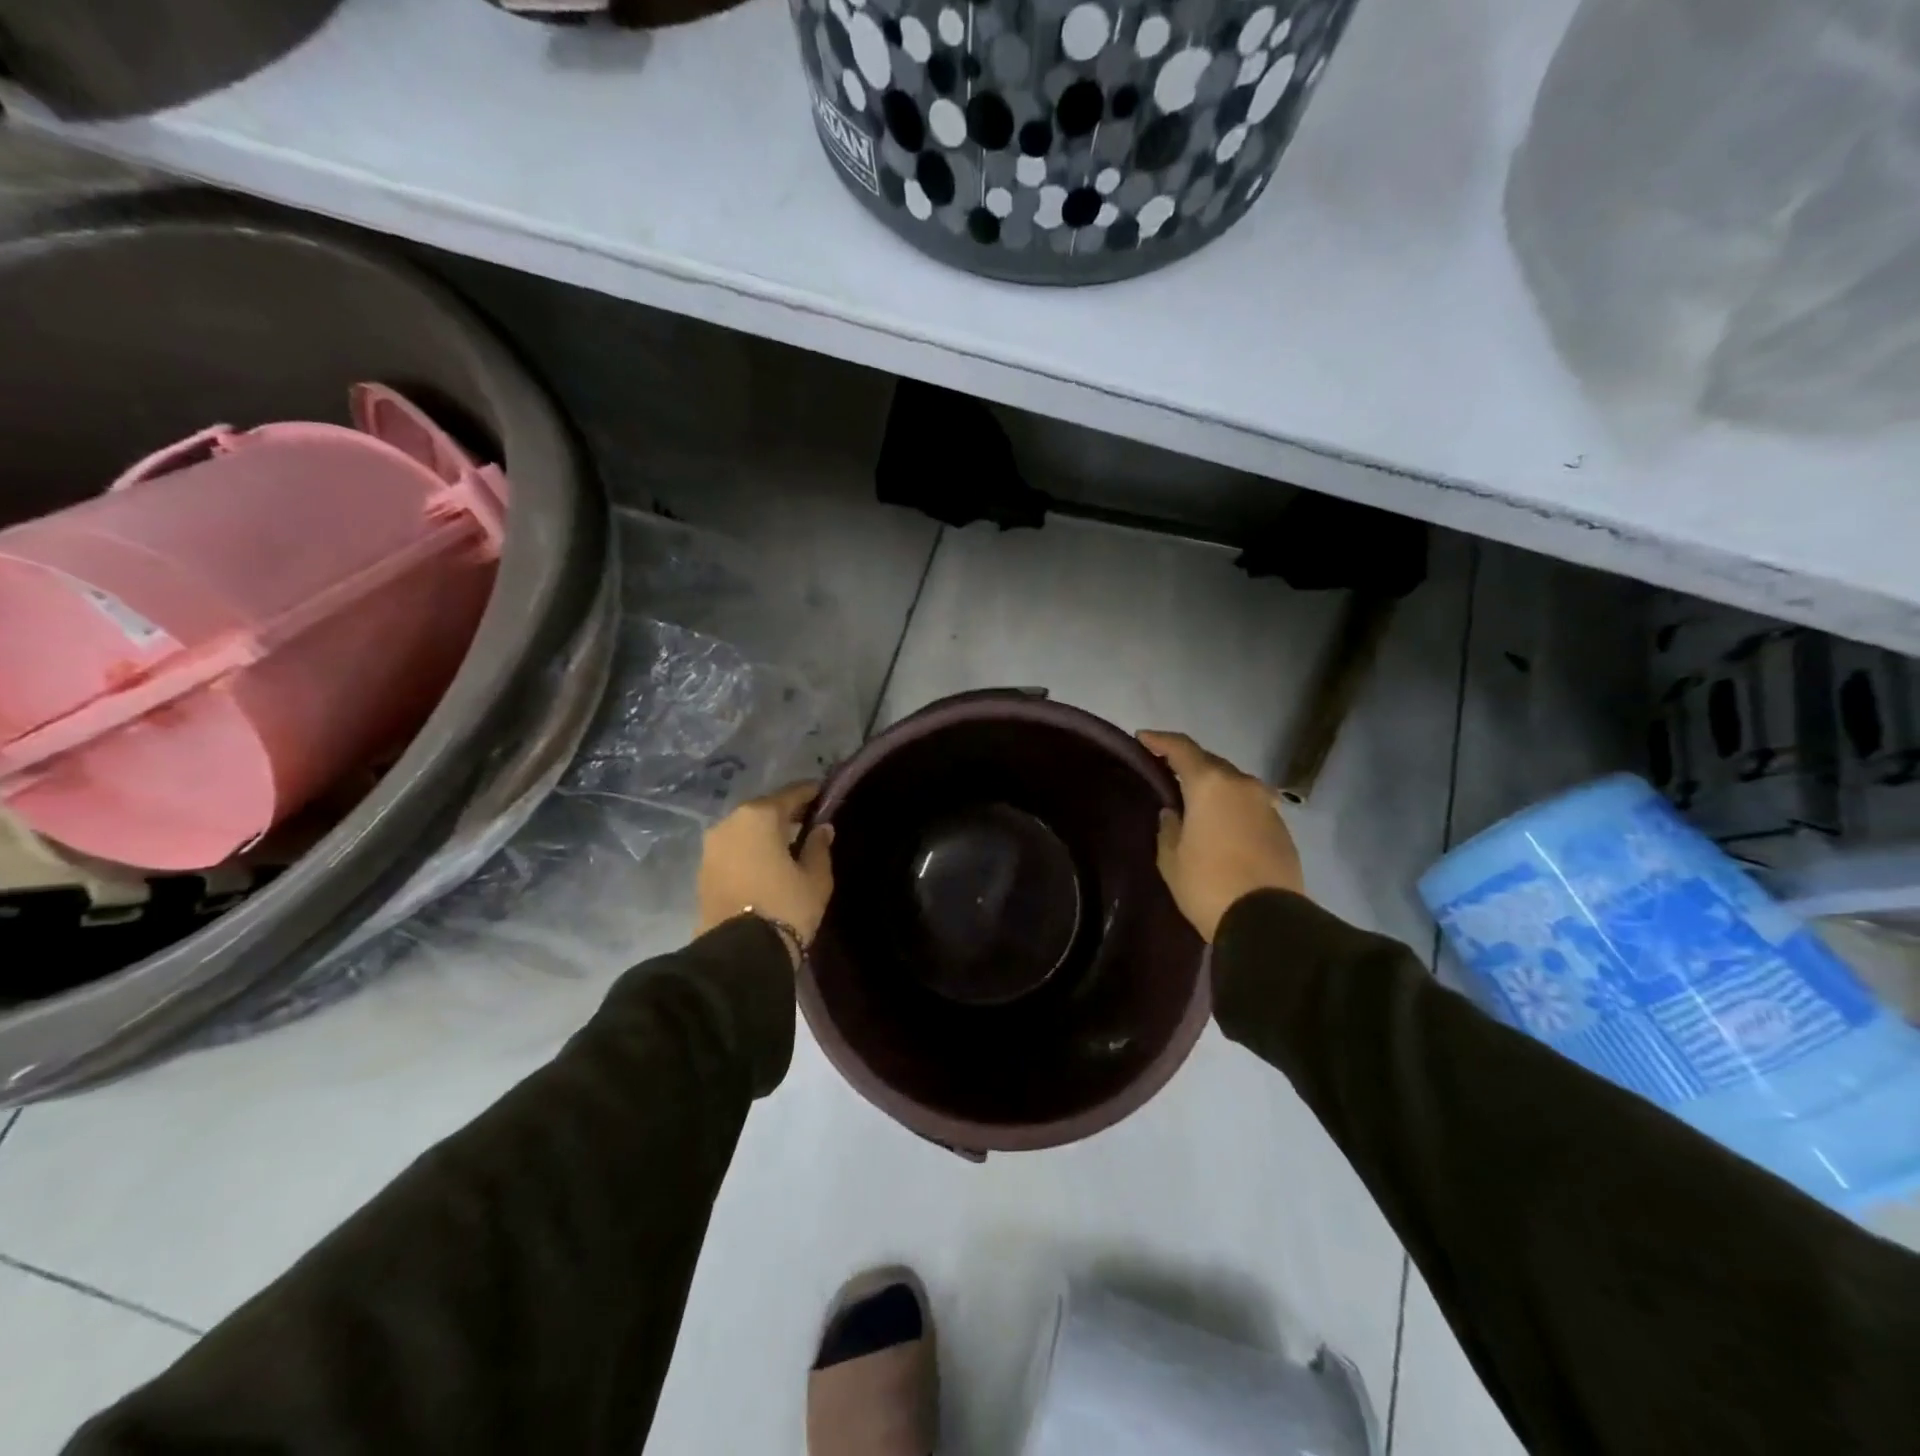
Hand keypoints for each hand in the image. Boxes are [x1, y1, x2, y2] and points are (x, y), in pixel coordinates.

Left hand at [696, 783, 834, 962]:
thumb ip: (819, 846)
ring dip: (765, 834)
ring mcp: (712, 846)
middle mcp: (730, 822)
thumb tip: (822, 828)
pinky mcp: (703, 869)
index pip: (791, 794)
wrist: (740, 954)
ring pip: (745, 830)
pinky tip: (766, 863)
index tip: (825, 795)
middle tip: (809, 822)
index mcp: (759, 816)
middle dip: (786, 814)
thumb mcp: (815, 877)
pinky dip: (750, 850)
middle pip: (764, 810)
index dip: (810, 793)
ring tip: (788, 846)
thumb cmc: (786, 906)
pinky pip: (733, 849)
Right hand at [1138, 731, 1303, 942]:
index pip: (1182, 748)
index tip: (1143, 739)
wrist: (1266, 921)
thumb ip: (1168, 828)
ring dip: (1214, 787)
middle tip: (1167, 772)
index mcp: (1211, 785)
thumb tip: (1174, 813)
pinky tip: (1221, 825)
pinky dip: (1232, 807)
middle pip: (1211, 763)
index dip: (1160, 741)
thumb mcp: (1171, 859)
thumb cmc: (1207, 884)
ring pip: (1234, 784)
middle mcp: (1242, 785)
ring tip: (1195, 801)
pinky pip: (1250, 806)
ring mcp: (1267, 806)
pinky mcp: (1282, 829)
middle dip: (1189, 764)